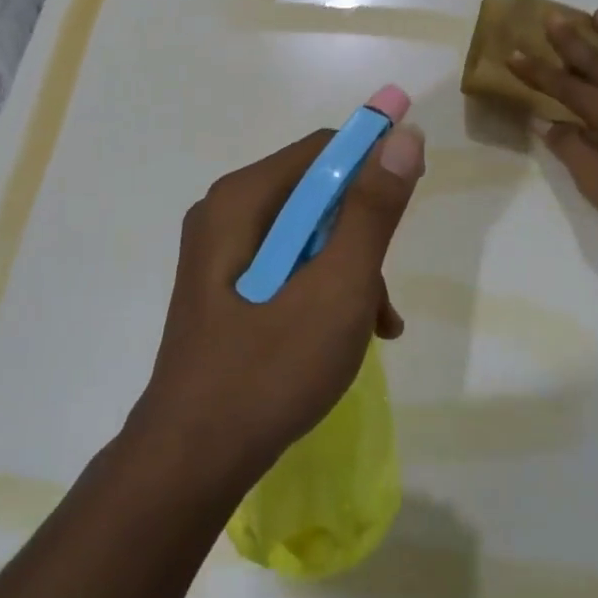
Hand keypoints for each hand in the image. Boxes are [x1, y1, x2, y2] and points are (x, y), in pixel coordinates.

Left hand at [134, 94, 424, 492]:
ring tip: (374, 326)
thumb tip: (402, 135)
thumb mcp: (337, 287)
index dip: (372, 168)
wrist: (192, 462)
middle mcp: (226, 213)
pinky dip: (324, 291)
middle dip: (361, 238)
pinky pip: (288, 268)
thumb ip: (372, 210)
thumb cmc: (268, 369)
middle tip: (380, 295)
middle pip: (316, 196)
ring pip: (308, 237)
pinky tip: (351, 336)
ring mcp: (222, 254)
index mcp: (241, 199)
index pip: (323, 151)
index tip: (405, 212)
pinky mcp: (226, 289)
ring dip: (349, 272)